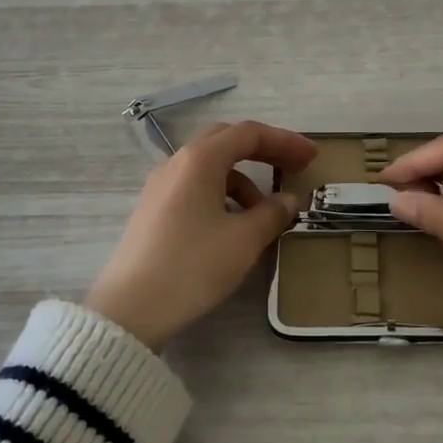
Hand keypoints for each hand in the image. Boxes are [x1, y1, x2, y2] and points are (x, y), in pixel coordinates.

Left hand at [86, 121, 317, 348]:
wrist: (131, 308)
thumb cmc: (193, 266)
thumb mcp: (244, 240)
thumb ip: (273, 213)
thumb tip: (289, 198)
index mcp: (200, 160)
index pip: (249, 134)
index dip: (285, 141)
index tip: (311, 157)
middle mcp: (177, 163)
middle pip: (226, 141)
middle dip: (263, 152)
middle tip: (292, 169)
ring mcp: (160, 185)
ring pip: (210, 167)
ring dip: (242, 179)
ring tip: (264, 213)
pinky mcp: (153, 209)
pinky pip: (195, 187)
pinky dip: (222, 194)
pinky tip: (232, 225)